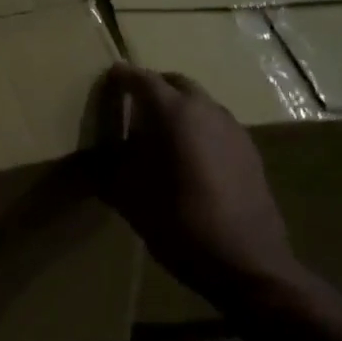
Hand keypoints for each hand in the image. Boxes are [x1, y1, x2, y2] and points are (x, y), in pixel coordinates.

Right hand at [96, 63, 300, 303]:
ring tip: (157, 135)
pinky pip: (216, 126)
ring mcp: (234, 129)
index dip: (121, 77)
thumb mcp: (128, 197)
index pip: (142, 79)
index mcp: (175, 113)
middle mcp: (207, 110)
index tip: (107, 79)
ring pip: (199, 104)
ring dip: (178, 109)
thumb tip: (92, 157)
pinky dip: (197, 129)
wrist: (246, 262)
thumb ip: (108, 168)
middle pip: (176, 84)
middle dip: (153, 88)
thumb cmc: (179, 224)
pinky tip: (187, 159)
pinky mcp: (249, 152)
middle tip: (130, 106)